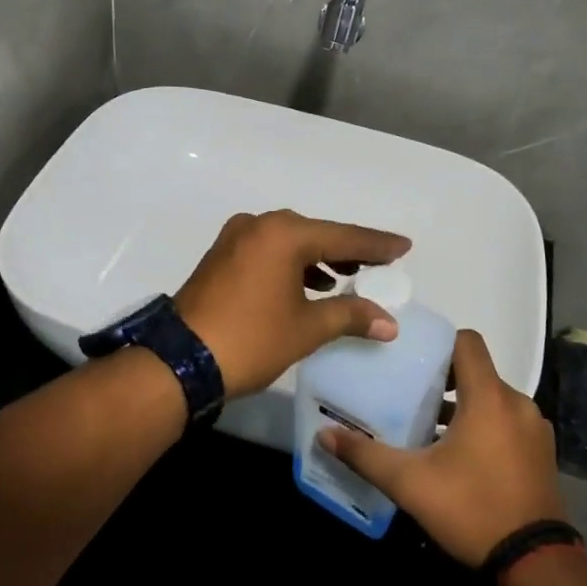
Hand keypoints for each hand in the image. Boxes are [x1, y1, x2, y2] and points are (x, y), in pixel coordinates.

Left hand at [174, 210, 410, 397]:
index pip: (343, 236)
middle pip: (315, 234)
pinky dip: (292, 264)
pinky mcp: (221, 257)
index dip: (376, 244)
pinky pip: (268, 251)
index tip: (404, 247)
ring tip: (347, 276)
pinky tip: (308, 285)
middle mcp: (259, 225)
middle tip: (379, 263)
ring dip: (319, 258)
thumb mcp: (306, 328)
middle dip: (347, 250)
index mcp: (283, 234)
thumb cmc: (252, 339)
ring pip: (289, 242)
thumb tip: (389, 322)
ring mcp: (235, 239)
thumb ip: (350, 315)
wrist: (182, 360)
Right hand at [320, 329, 564, 566]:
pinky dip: (485, 427)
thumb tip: (325, 435)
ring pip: (492, 400)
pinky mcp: (542, 454)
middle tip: (409, 394)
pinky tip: (459, 458)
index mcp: (489, 397)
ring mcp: (534, 430)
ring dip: (463, 407)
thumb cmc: (471, 509)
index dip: (439, 343)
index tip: (412, 358)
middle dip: (444, 380)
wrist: (535, 566)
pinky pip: (507, 423)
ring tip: (428, 428)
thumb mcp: (410, 483)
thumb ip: (366, 455)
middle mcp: (517, 404)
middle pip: (477, 372)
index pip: (467, 341)